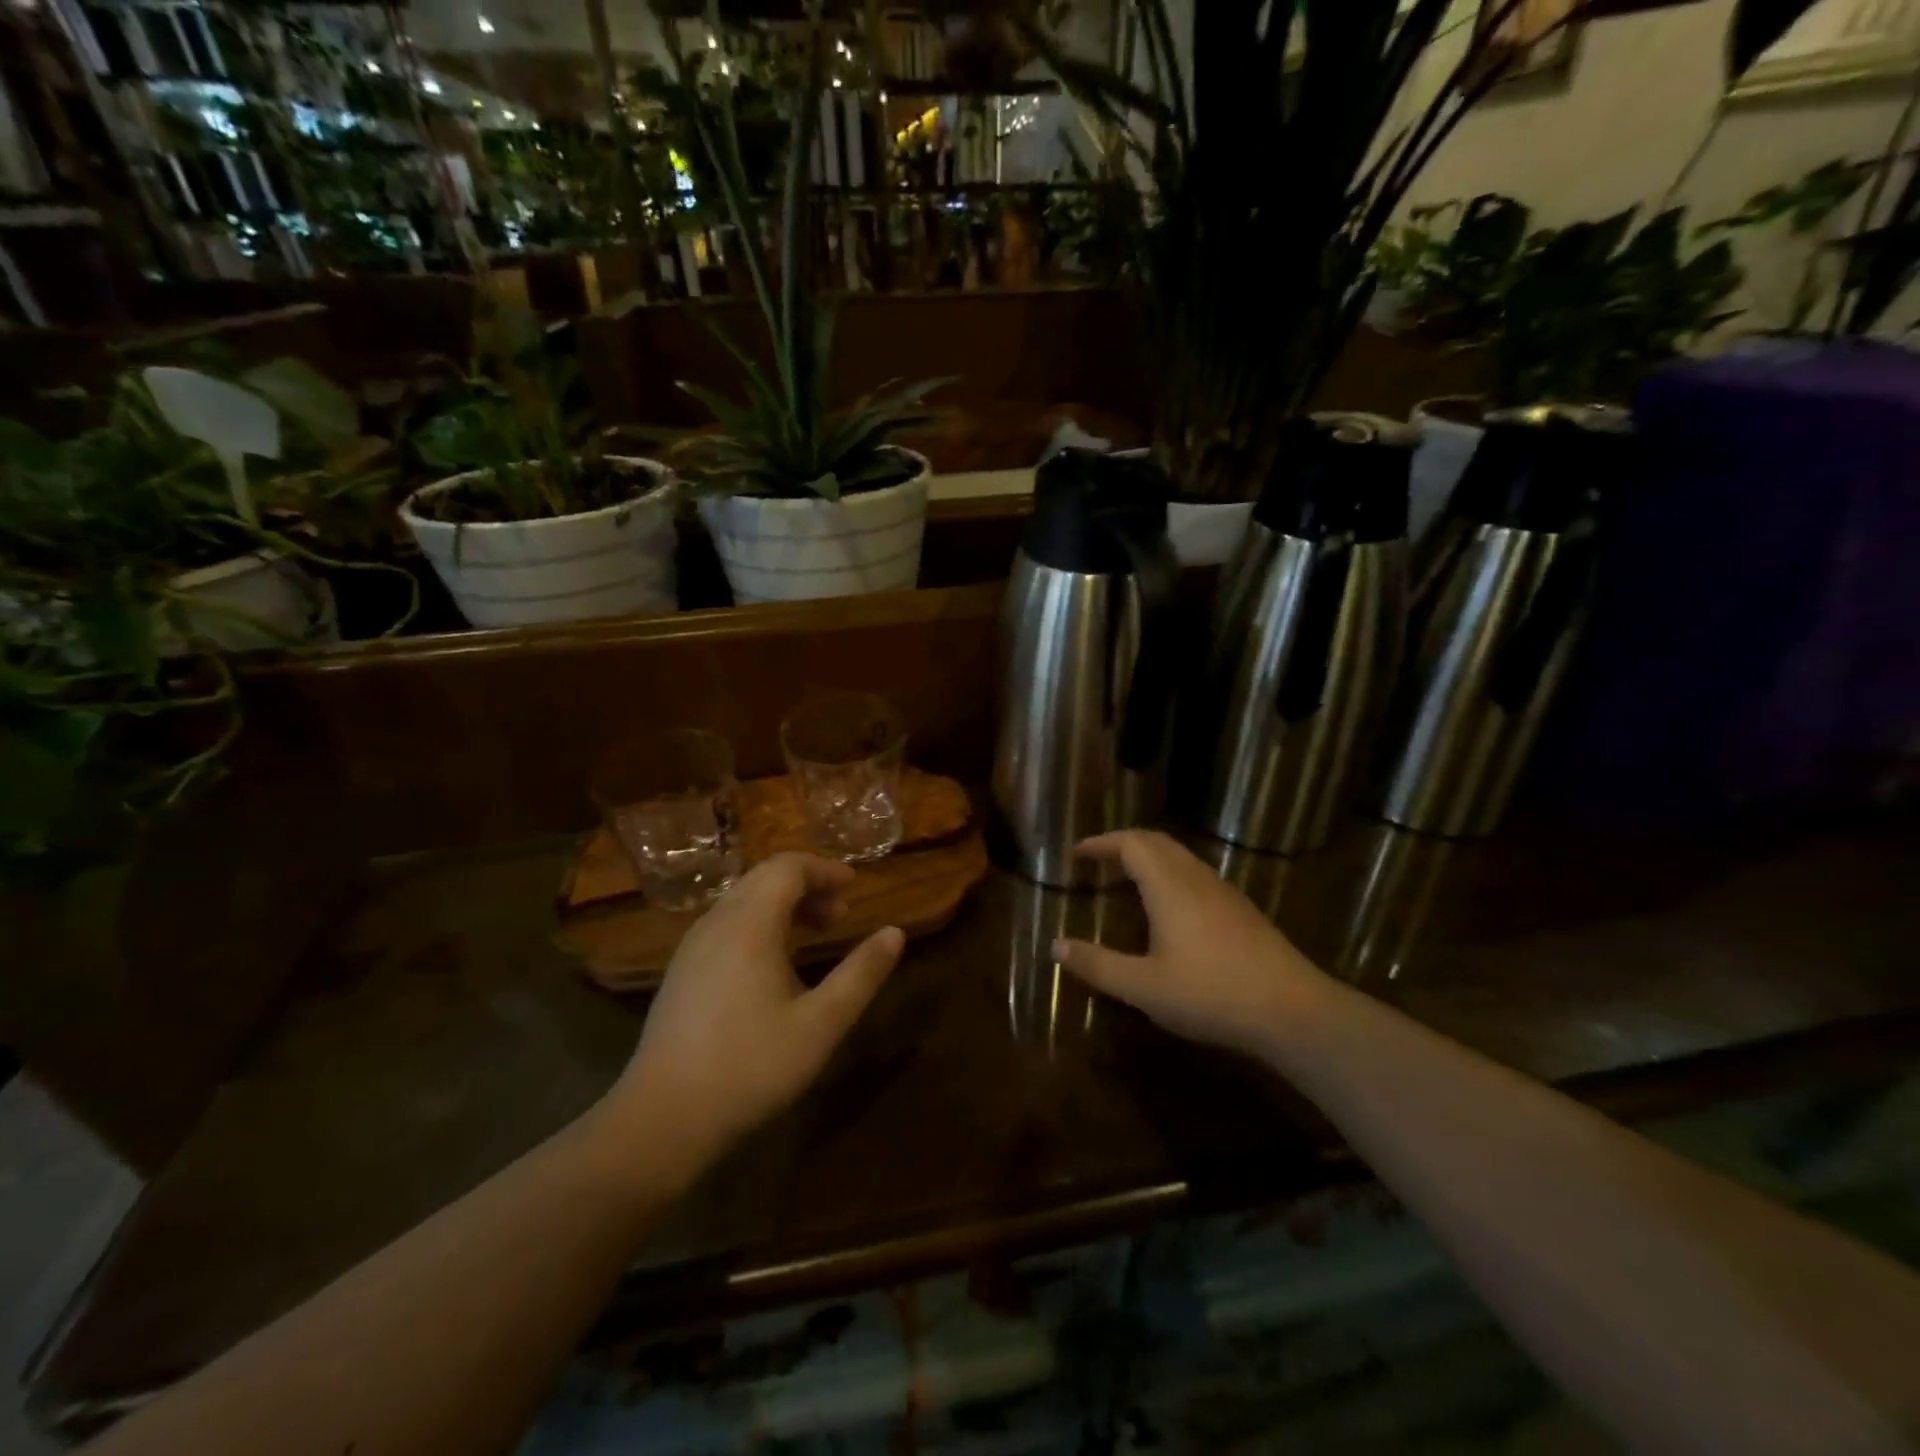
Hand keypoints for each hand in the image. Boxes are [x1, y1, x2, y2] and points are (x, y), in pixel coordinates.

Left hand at [598, 853, 904, 1185]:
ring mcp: (693, 947)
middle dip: (807, 884)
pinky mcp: (682, 972)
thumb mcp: (821, 1024)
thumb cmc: (750, 1067)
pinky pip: (727, 924)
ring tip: (816, 933)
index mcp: (749, 924)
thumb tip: (895, 933)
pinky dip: (760, 923)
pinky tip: (775, 962)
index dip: (825, 869)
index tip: (855, 886)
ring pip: (743, 900)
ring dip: (783, 904)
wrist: (662, 1120)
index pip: (787, 867)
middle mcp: (716, 923)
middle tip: (841, 914)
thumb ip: (861, 974)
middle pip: (764, 878)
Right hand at [1054, 831, 1334, 1059]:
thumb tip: (1056, 946)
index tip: (1076, 853)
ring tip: (1126, 880)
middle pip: (1157, 843)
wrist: (1294, 1012)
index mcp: (1169, 886)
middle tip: (1097, 861)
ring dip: (1149, 859)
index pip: (1131, 844)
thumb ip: (1098, 965)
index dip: (1101, 843)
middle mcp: (1196, 878)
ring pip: (1180, 857)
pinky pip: (1196, 875)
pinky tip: (1169, 909)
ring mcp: (1224, 892)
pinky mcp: (1242, 911)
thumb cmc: (1211, 994)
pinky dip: (1170, 876)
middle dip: (1123, 844)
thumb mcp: (1144, 987)